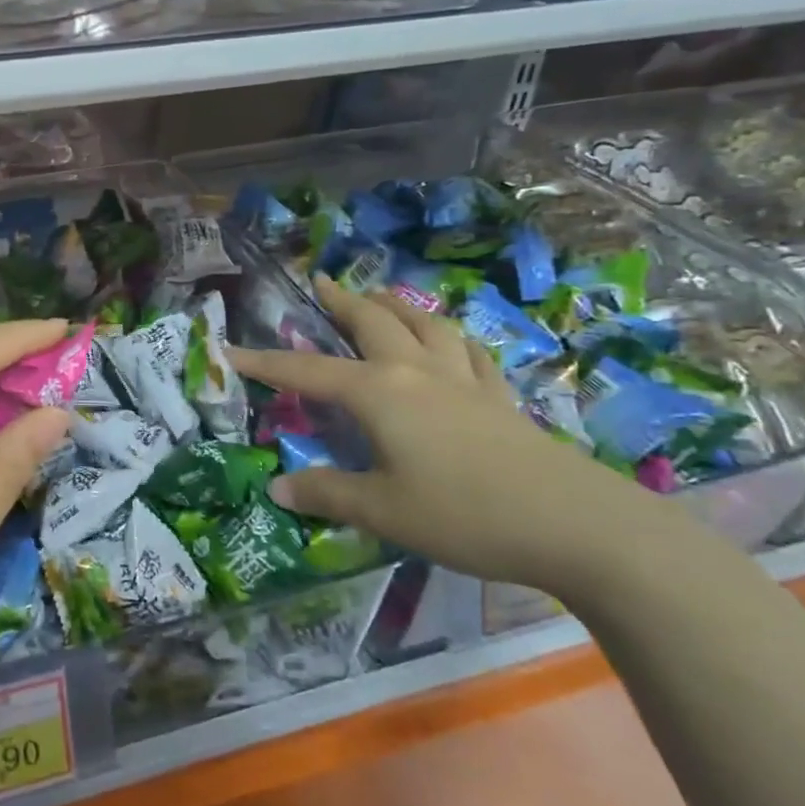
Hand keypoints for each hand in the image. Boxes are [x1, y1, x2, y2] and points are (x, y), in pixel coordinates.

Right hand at [232, 277, 669, 596]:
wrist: (573, 523)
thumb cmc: (463, 514)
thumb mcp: (381, 511)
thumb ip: (326, 494)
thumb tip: (277, 490)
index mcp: (379, 392)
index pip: (307, 371)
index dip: (265, 362)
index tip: (230, 351)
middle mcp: (417, 371)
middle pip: (373, 321)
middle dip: (341, 300)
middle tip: (320, 281)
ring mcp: (464, 380)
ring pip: (426, 324)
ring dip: (398, 305)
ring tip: (382, 296)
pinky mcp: (500, 399)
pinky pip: (471, 353)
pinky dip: (453, 338)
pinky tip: (454, 342)